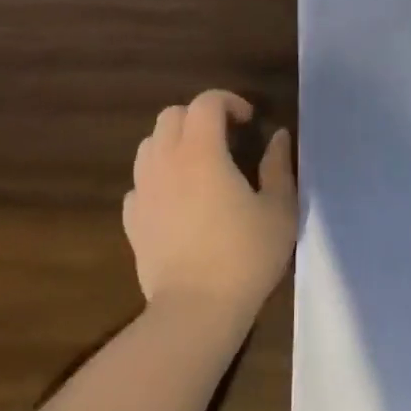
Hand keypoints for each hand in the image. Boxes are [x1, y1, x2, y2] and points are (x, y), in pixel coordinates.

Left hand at [123, 90, 297, 326]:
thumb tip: (277, 137)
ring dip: (174, 143)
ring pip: (149, 145)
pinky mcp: (132, 219)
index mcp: (202, 152)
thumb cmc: (244, 256)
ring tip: (198, 166)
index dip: (229, 101)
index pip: (206, 102)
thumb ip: (278, 166)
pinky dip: (158, 179)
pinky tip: (177, 201)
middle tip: (224, 138)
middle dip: (199, 116)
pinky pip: (139, 183)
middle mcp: (166, 162)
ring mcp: (143, 190)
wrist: (195, 310)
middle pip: (171, 115)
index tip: (249, 121)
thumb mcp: (279, 209)